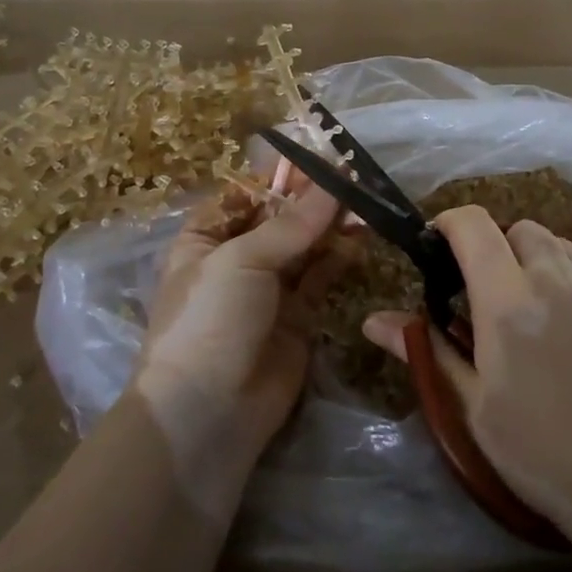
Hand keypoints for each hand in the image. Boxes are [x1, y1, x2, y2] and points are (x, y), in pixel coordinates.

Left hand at [134, 178, 343, 469]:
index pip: (247, 194)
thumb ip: (293, 223)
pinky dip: (340, 256)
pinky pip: (321, 276)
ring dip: (331, 224)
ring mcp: (268, 288)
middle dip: (313, 198)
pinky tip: (361, 236)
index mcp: (207, 238)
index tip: (322, 158)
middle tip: (354, 176)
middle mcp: (237, 258)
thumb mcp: (243, 260)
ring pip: (305, 245)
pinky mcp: (297, 316)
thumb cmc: (210, 319)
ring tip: (365, 202)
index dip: (281, 175)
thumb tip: (334, 182)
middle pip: (280, 217)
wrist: (208, 414)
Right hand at [363, 206, 571, 549]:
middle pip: (517, 228)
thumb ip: (428, 350)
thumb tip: (372, 320)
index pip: (474, 227)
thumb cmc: (542, 454)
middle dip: (492, 244)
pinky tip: (564, 321)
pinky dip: (564, 274)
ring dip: (530, 255)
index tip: (436, 246)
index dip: (449, 223)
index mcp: (508, 303)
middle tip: (482, 287)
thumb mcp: (473, 407)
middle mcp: (554, 281)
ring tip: (525, 300)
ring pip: (556, 242)